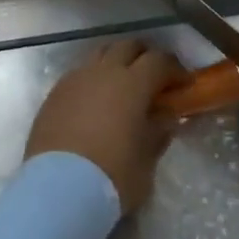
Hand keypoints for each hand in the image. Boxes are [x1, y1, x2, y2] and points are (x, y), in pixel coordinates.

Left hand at [26, 39, 180, 212]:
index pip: (159, 61)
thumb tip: (166, 116)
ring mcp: (75, 79)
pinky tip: (94, 102)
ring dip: (115, 63)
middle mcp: (103, 72)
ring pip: (100, 55)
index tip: (184, 84)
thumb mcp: (147, 160)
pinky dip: (92, 79)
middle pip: (128, 46)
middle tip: (153, 78)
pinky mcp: (53, 94)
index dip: (175, 69)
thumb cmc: (111, 177)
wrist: (56, 191)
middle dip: (144, 56)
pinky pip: (79, 74)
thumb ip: (158, 132)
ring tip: (122, 86)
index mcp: (132, 83)